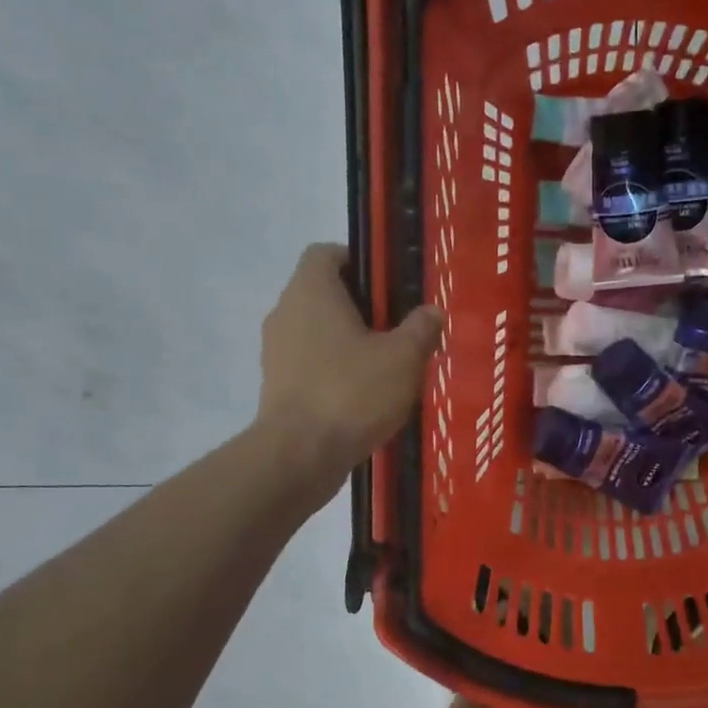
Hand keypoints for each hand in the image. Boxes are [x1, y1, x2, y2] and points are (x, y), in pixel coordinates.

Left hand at [256, 244, 442, 489]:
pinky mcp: (276, 385)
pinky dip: (334, 370)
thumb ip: (420, 328)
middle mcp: (286, 312)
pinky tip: (365, 395)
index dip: (357, 260)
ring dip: (348, 341)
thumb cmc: (352, 391)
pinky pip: (310, 363)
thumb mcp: (403, 358)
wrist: (300, 455)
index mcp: (312, 291)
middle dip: (361, 306)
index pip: (326, 252)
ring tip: (387, 366)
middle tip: (399, 328)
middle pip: (323, 293)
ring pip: (317, 331)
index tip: (388, 285)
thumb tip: (432, 311)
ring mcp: (276, 351)